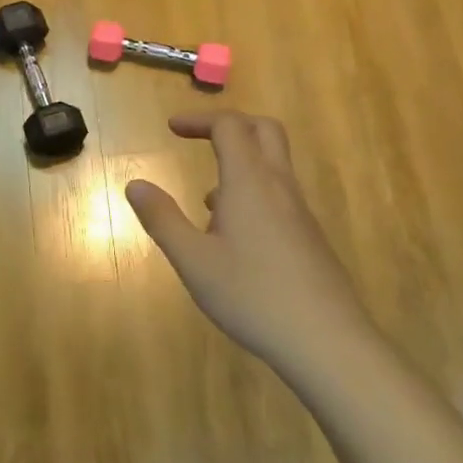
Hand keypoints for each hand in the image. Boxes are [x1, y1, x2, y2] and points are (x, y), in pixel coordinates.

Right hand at [125, 113, 368, 371]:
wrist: (327, 342)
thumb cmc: (253, 296)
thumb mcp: (193, 261)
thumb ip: (162, 219)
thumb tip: (135, 184)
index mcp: (249, 183)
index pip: (230, 127)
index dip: (200, 120)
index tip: (172, 128)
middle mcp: (279, 187)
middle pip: (264, 131)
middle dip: (229, 125)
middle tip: (198, 139)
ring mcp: (300, 212)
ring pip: (274, 165)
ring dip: (240, 163)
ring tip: (206, 201)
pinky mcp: (309, 237)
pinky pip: (279, 195)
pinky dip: (253, 193)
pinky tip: (233, 238)